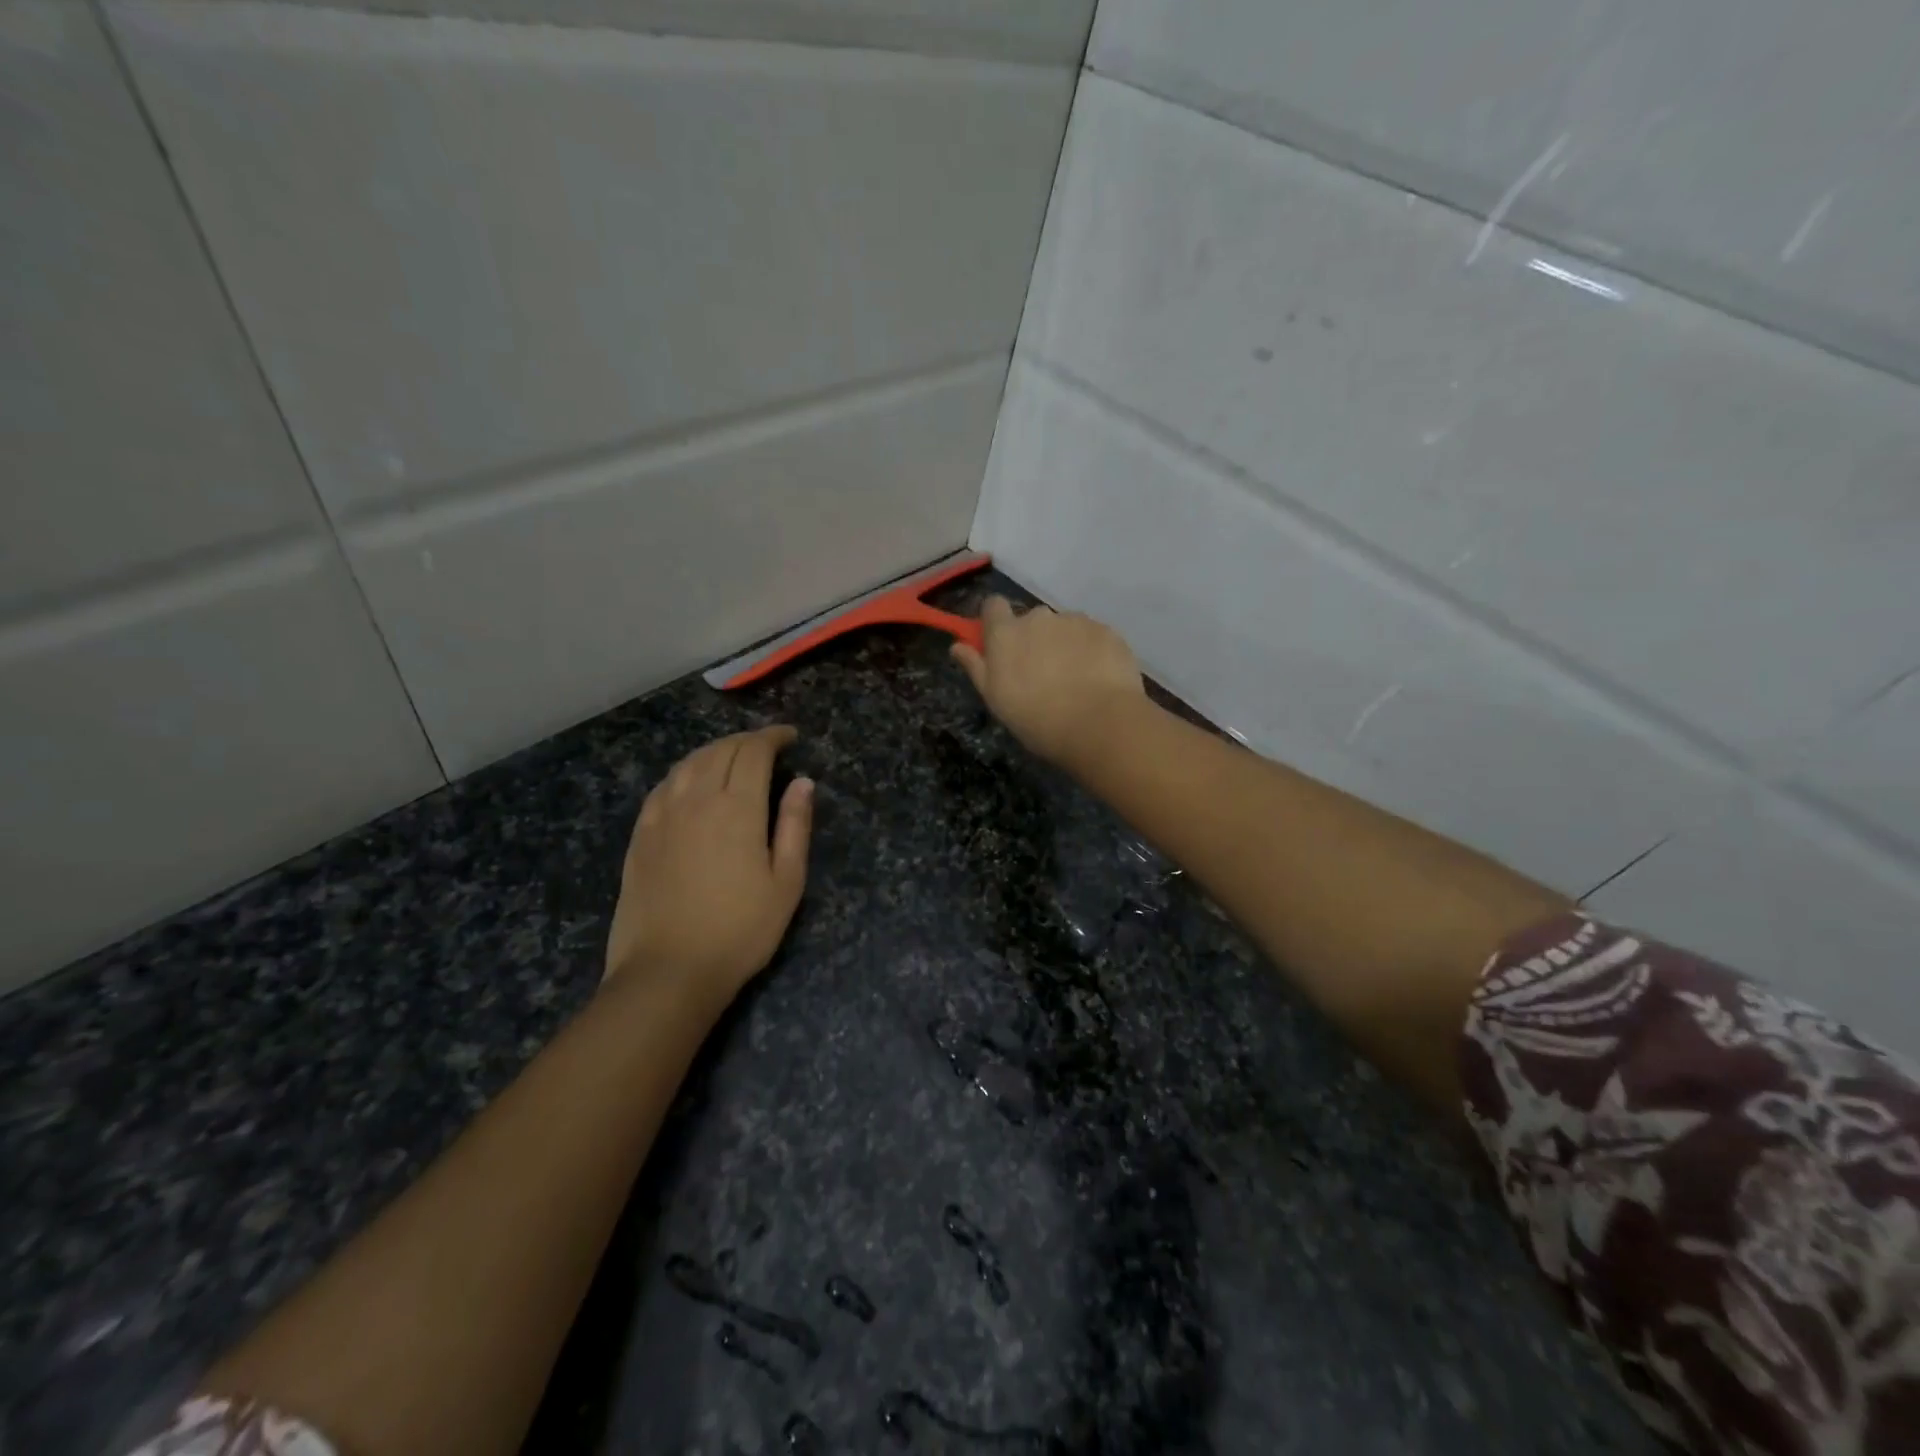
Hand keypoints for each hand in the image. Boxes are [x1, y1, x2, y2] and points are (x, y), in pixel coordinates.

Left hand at [604, 726, 812, 1005]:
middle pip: (720, 750)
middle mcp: (696, 800)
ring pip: (688, 763)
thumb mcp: (786, 882)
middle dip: (747, 740)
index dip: (773, 736)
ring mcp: (662, 816)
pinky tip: (691, 783)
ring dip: (715, 751)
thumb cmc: (740, 931)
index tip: (790, 737)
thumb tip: (803, 782)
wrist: (668, 971)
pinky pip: (663, 786)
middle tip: (768, 747)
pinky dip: (685, 772)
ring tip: (733, 758)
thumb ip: (794, 826)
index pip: (753, 751)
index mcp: (736, 808)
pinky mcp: (640, 835)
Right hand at [951, 597, 1144, 764]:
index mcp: (1006, 632)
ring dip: (1065, 645)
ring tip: (1075, 680)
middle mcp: (1039, 617)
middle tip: (1042, 674)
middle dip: (1035, 639)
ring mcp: (1075, 621)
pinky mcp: (1106, 630)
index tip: (1001, 644)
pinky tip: (1098, 679)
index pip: (992, 605)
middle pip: (1032, 620)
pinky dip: (1092, 651)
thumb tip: (957, 645)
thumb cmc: (1036, 717)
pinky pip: (1092, 636)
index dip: (996, 621)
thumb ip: (976, 667)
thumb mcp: (996, 699)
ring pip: (1065, 627)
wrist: (1098, 723)